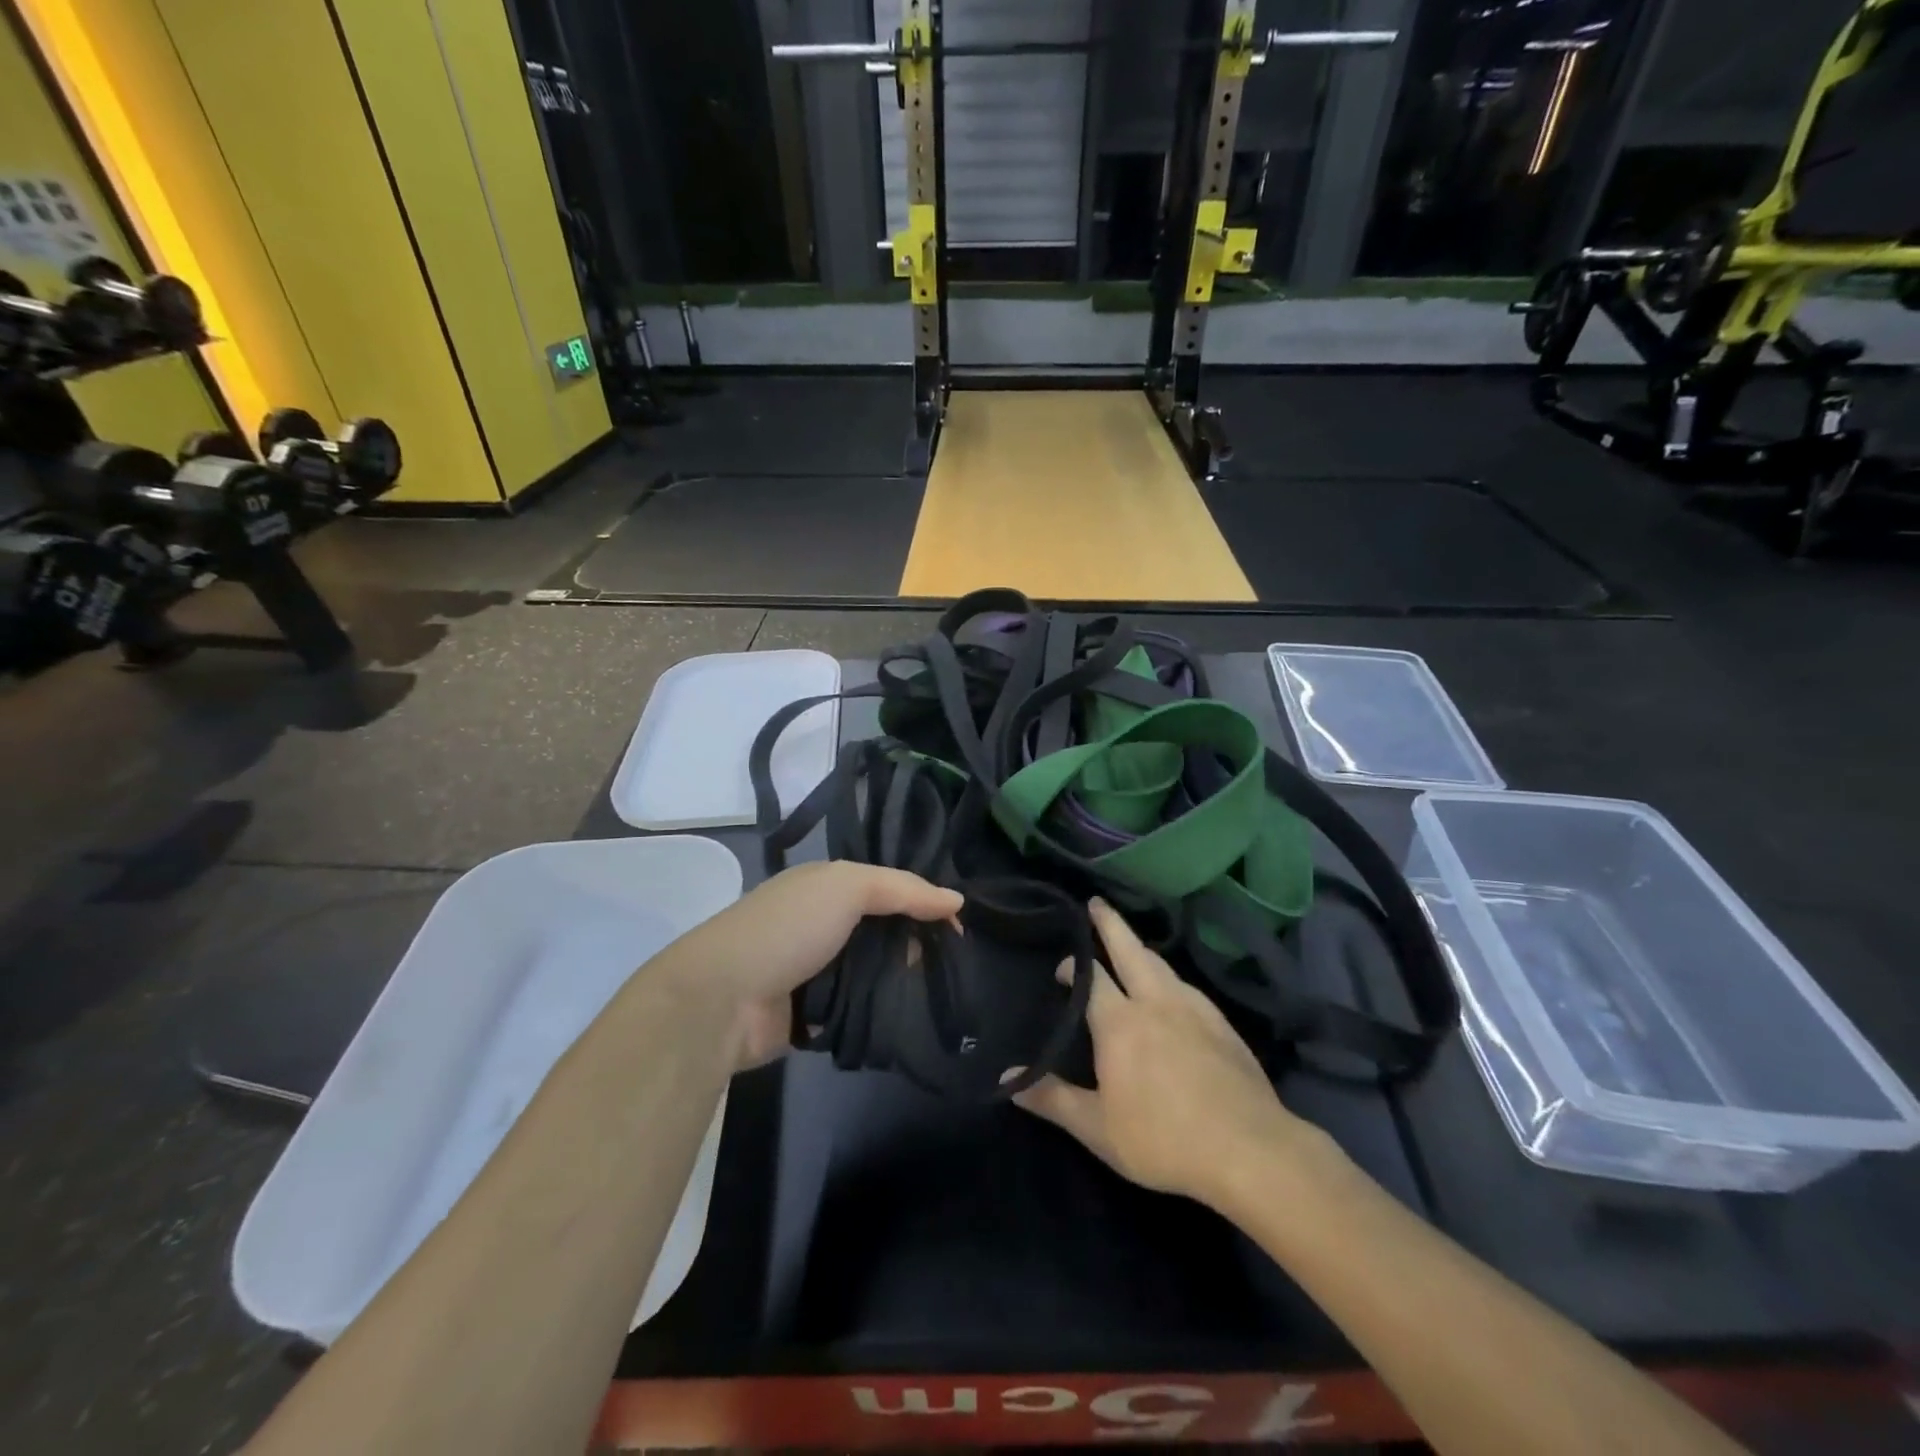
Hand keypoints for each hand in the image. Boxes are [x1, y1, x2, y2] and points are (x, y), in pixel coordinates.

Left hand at [666, 862, 961, 1071]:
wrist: (722, 999)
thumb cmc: (788, 928)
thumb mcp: (848, 888)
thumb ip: (903, 889)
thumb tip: (956, 900)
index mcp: (827, 885)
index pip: (888, 886)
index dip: (924, 901)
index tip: (959, 926)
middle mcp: (822, 922)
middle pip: (884, 929)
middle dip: (916, 942)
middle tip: (952, 962)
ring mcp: (816, 969)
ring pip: (875, 969)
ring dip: (900, 979)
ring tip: (938, 991)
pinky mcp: (813, 1013)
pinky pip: (859, 1006)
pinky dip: (879, 1009)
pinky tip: (910, 1015)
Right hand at [1009, 899, 1320, 1211]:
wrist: (1250, 1150)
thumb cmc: (1163, 1139)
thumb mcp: (1098, 1129)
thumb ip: (1052, 1098)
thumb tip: (1007, 1077)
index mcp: (1120, 1021)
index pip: (1090, 977)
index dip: (1073, 967)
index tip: (1061, 968)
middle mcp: (1155, 1001)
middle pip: (1128, 949)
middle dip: (1109, 923)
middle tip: (1096, 903)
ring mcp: (1193, 1008)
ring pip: (1160, 963)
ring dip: (1139, 947)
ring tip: (1129, 943)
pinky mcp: (1221, 1023)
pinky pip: (1185, 985)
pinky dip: (1167, 974)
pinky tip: (1171, 990)